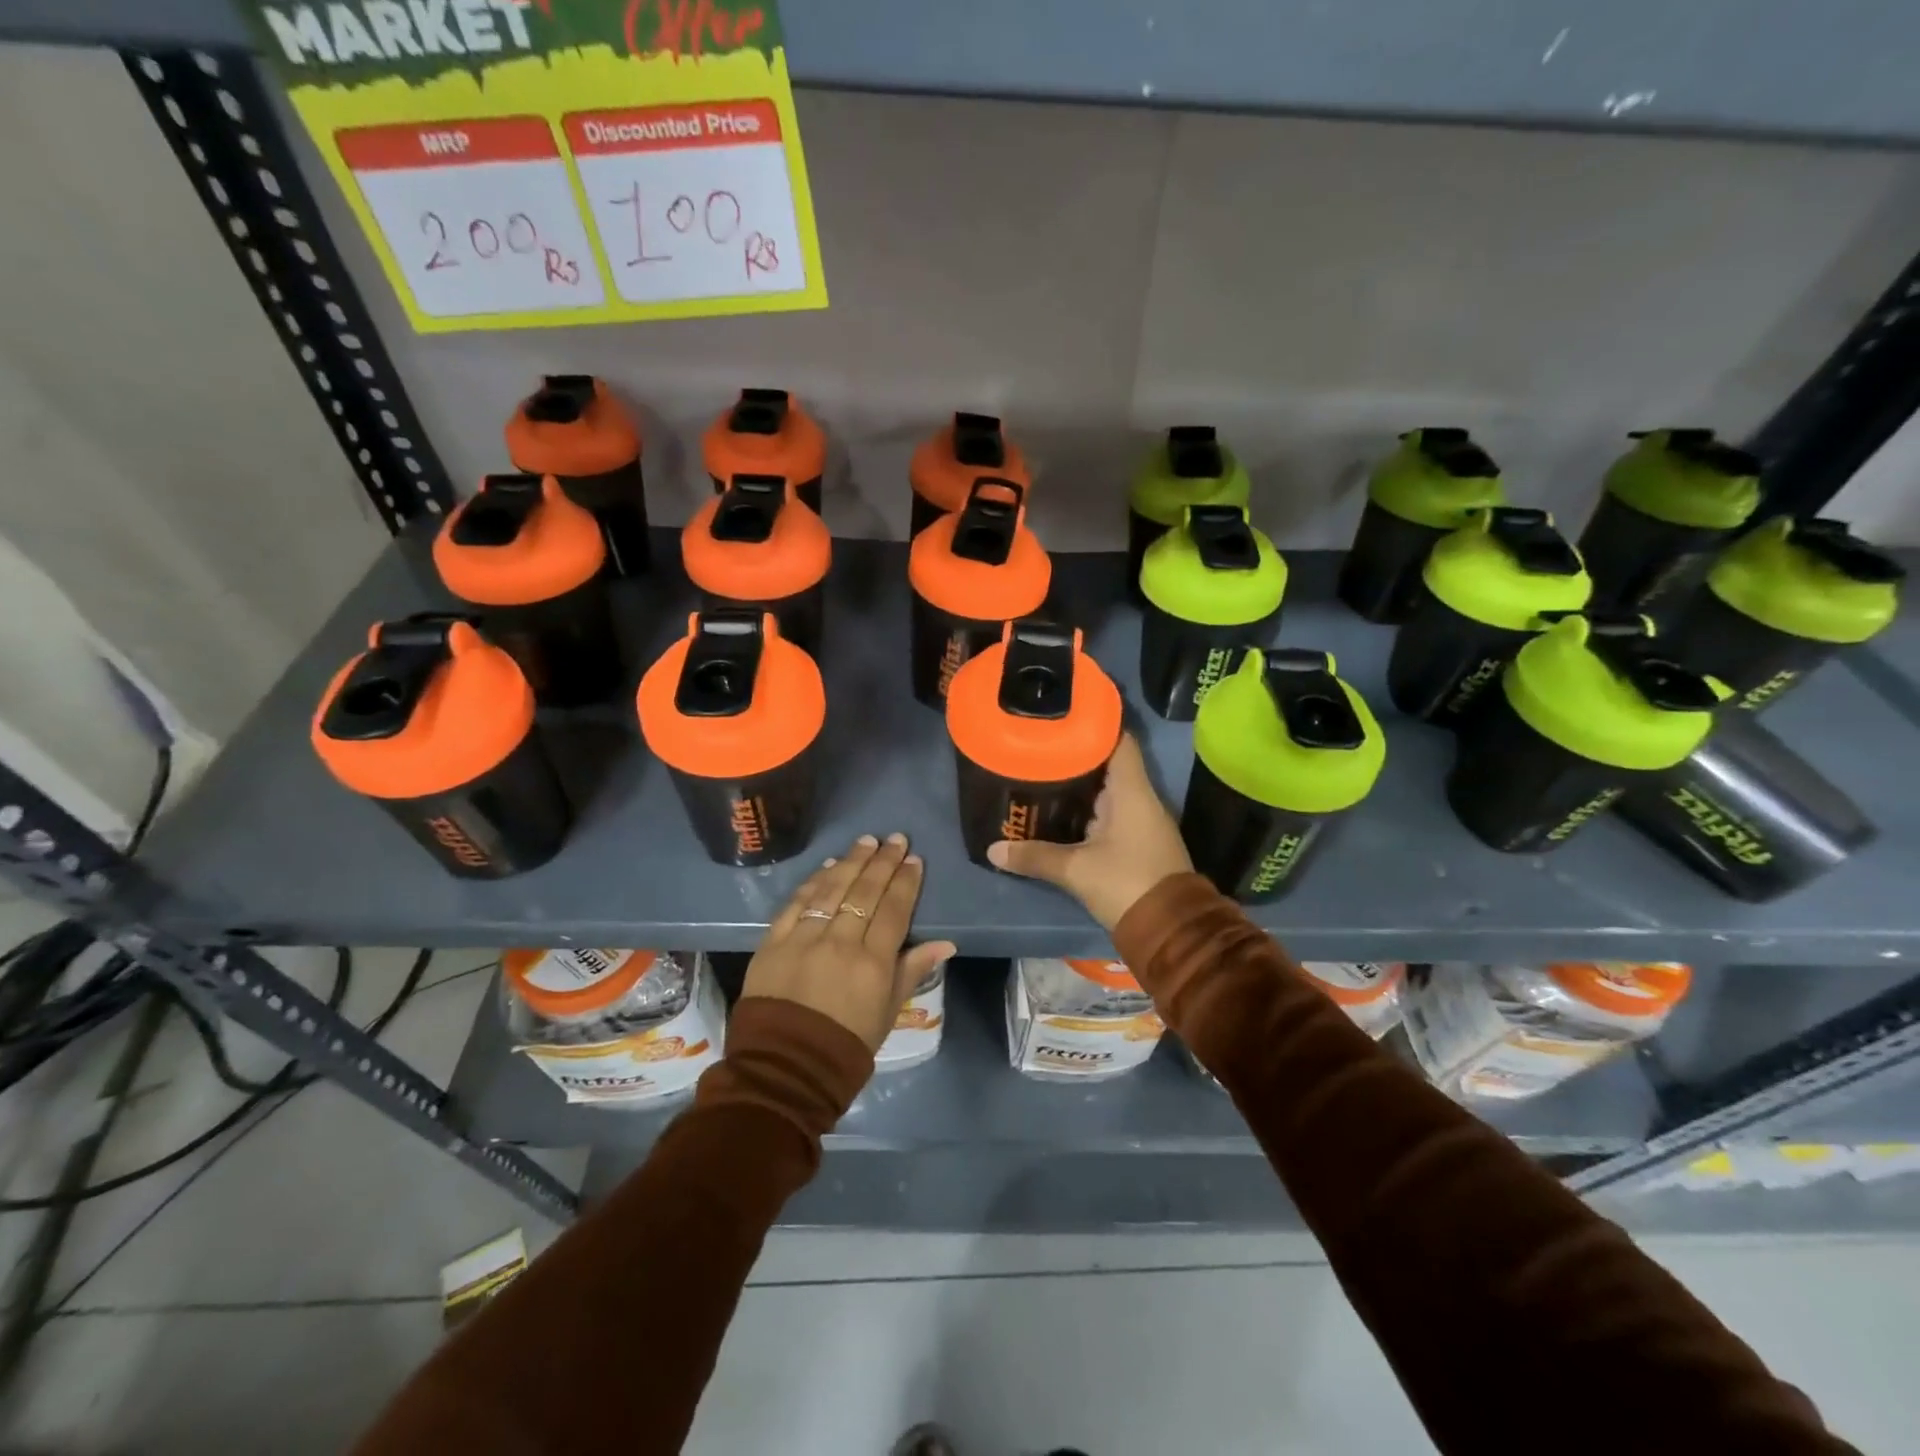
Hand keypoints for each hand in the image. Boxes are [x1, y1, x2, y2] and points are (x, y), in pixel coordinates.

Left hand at [743, 833, 957, 1052]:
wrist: (785, 1067)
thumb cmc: (846, 1044)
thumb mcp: (888, 1012)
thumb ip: (913, 970)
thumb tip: (946, 943)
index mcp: (873, 963)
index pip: (894, 910)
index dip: (905, 882)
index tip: (913, 859)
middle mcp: (840, 942)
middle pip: (865, 892)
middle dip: (882, 862)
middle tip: (895, 838)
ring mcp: (804, 939)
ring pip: (832, 890)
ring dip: (851, 862)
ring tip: (866, 841)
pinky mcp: (774, 941)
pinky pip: (797, 903)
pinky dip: (814, 882)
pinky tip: (828, 866)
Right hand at [987, 732, 1192, 930]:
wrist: (1171, 931)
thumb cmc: (1126, 884)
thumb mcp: (1076, 870)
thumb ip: (1035, 856)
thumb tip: (993, 850)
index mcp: (1132, 791)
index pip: (1120, 740)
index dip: (1096, 723)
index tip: (1065, 715)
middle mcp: (1141, 799)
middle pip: (1109, 763)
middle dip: (1077, 754)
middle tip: (1040, 746)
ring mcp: (1142, 821)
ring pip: (1108, 790)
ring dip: (1081, 784)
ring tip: (1043, 772)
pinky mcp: (1138, 842)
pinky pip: (1111, 812)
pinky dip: (1088, 808)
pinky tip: (1062, 811)